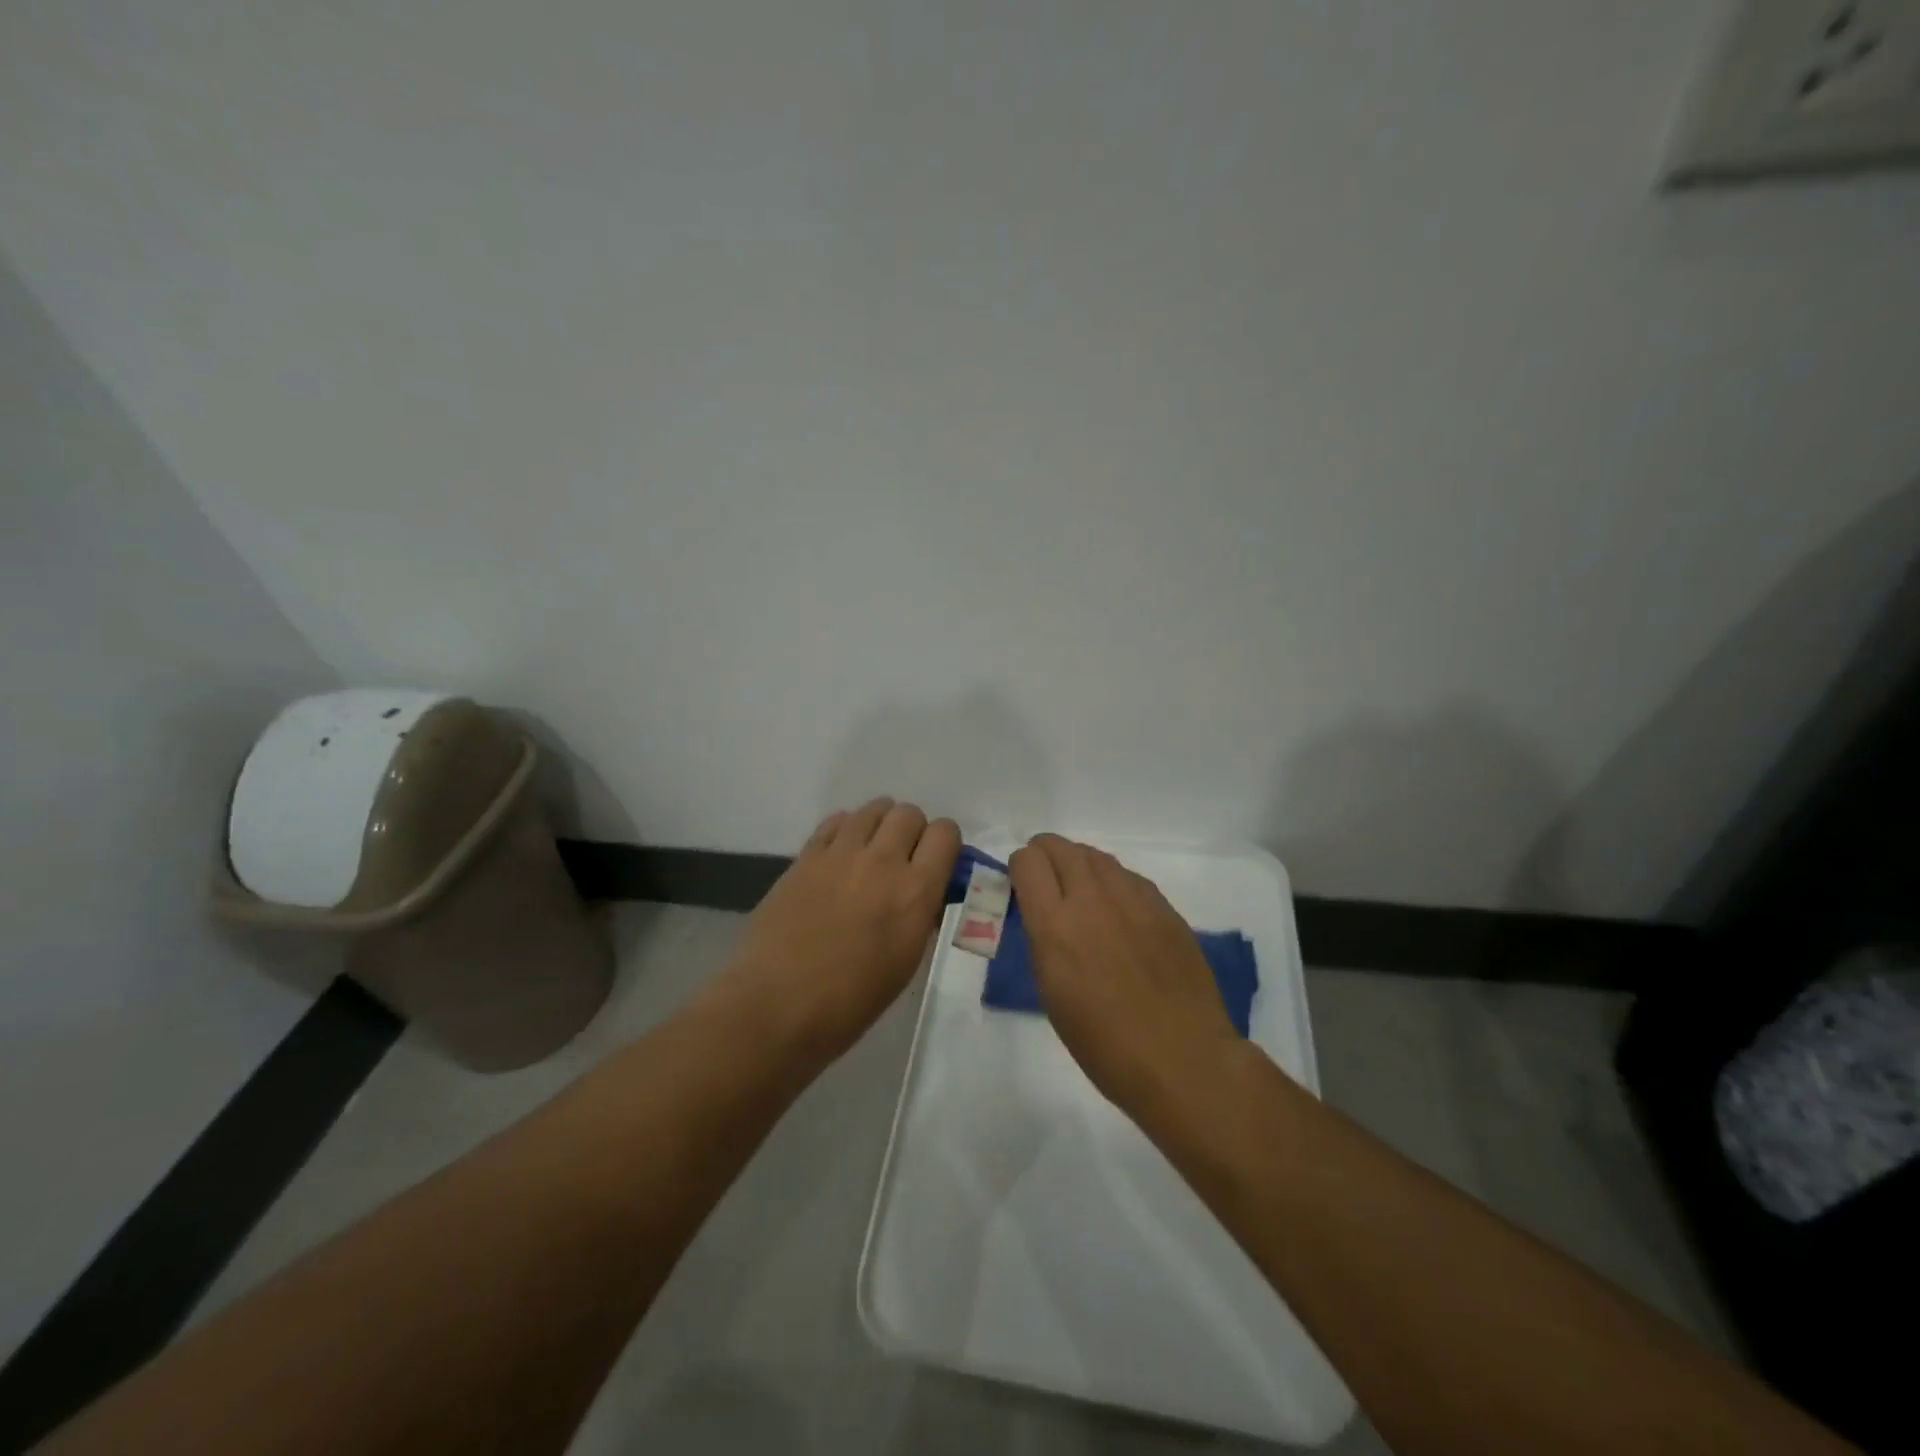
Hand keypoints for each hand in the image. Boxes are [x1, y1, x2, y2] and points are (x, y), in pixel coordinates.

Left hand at [726, 798, 960, 1060]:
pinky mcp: (806, 856)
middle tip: (903, 859)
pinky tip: (840, 855)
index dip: (945, 843)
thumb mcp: (906, 960)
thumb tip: (924, 894)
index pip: (945, 833)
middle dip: (912, 831)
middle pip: (909, 813)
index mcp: (915, 892)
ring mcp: (840, 854)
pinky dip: (846, 830)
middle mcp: (882, 861)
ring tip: (871, 851)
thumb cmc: (851, 1000)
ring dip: (880, 825)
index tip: (936, 862)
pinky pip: (836, 821)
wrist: (778, 1005)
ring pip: (873, 809)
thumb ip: (920, 914)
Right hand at [1009, 834, 1241, 1115]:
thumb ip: (1043, 941)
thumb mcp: (1052, 994)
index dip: (1020, 869)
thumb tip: (1042, 915)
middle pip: (1060, 847)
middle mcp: (1092, 899)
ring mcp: (1133, 899)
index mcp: (1055, 926)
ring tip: (1081, 892)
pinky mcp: (1164, 907)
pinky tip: (1118, 910)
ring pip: (1096, 856)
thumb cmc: (1104, 1044)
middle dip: (1045, 856)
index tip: (1021, 886)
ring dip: (1079, 865)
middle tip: (1046, 880)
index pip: (1027, 862)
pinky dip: (1113, 882)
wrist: (1181, 1059)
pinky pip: (1129, 877)